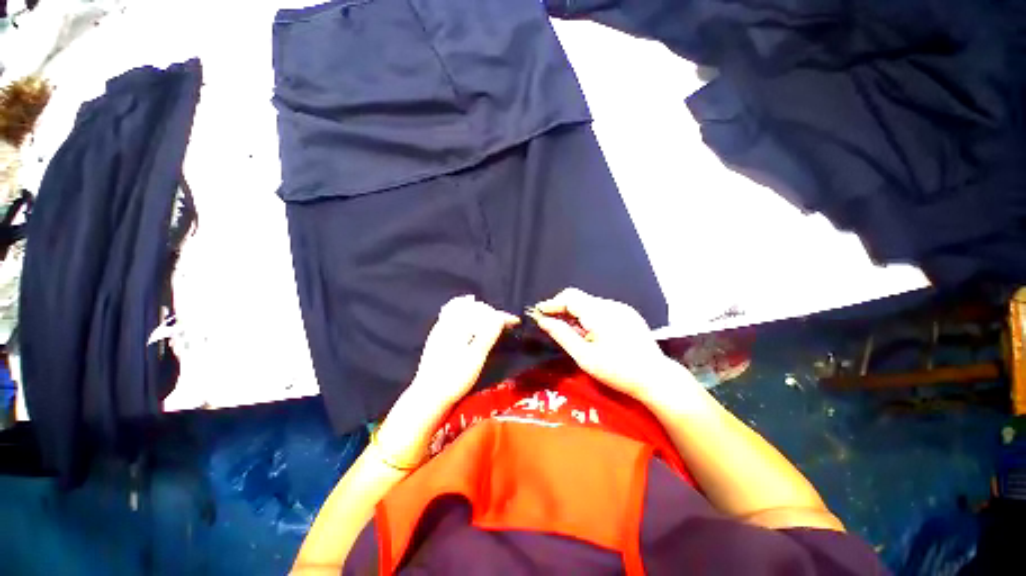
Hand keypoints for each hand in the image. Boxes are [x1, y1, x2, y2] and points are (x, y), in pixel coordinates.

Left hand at [375, 295, 518, 467]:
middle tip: (504, 322)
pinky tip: (467, 318)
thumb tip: (499, 317)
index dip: (502, 316)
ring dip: (478, 309)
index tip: (515, 322)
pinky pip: (450, 312)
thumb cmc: (454, 378)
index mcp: (458, 326)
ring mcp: (440, 328)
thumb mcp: (475, 358)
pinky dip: (462, 310)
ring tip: (490, 316)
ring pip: (461, 307)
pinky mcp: (436, 335)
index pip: (485, 313)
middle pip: (474, 307)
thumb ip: (487, 335)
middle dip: (491, 311)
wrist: (428, 396)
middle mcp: (448, 322)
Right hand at [529, 287, 683, 401]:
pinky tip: (589, 332)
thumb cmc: (617, 371)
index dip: (552, 303)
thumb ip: (562, 335)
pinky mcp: (628, 314)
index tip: (539, 313)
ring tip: (571, 332)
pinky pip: (602, 309)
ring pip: (590, 303)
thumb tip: (543, 321)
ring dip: (576, 313)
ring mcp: (621, 308)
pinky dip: (589, 316)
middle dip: (562, 308)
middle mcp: (611, 305)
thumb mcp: (584, 356)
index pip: (569, 297)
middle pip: (579, 298)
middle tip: (552, 324)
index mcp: (599, 313)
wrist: (656, 378)